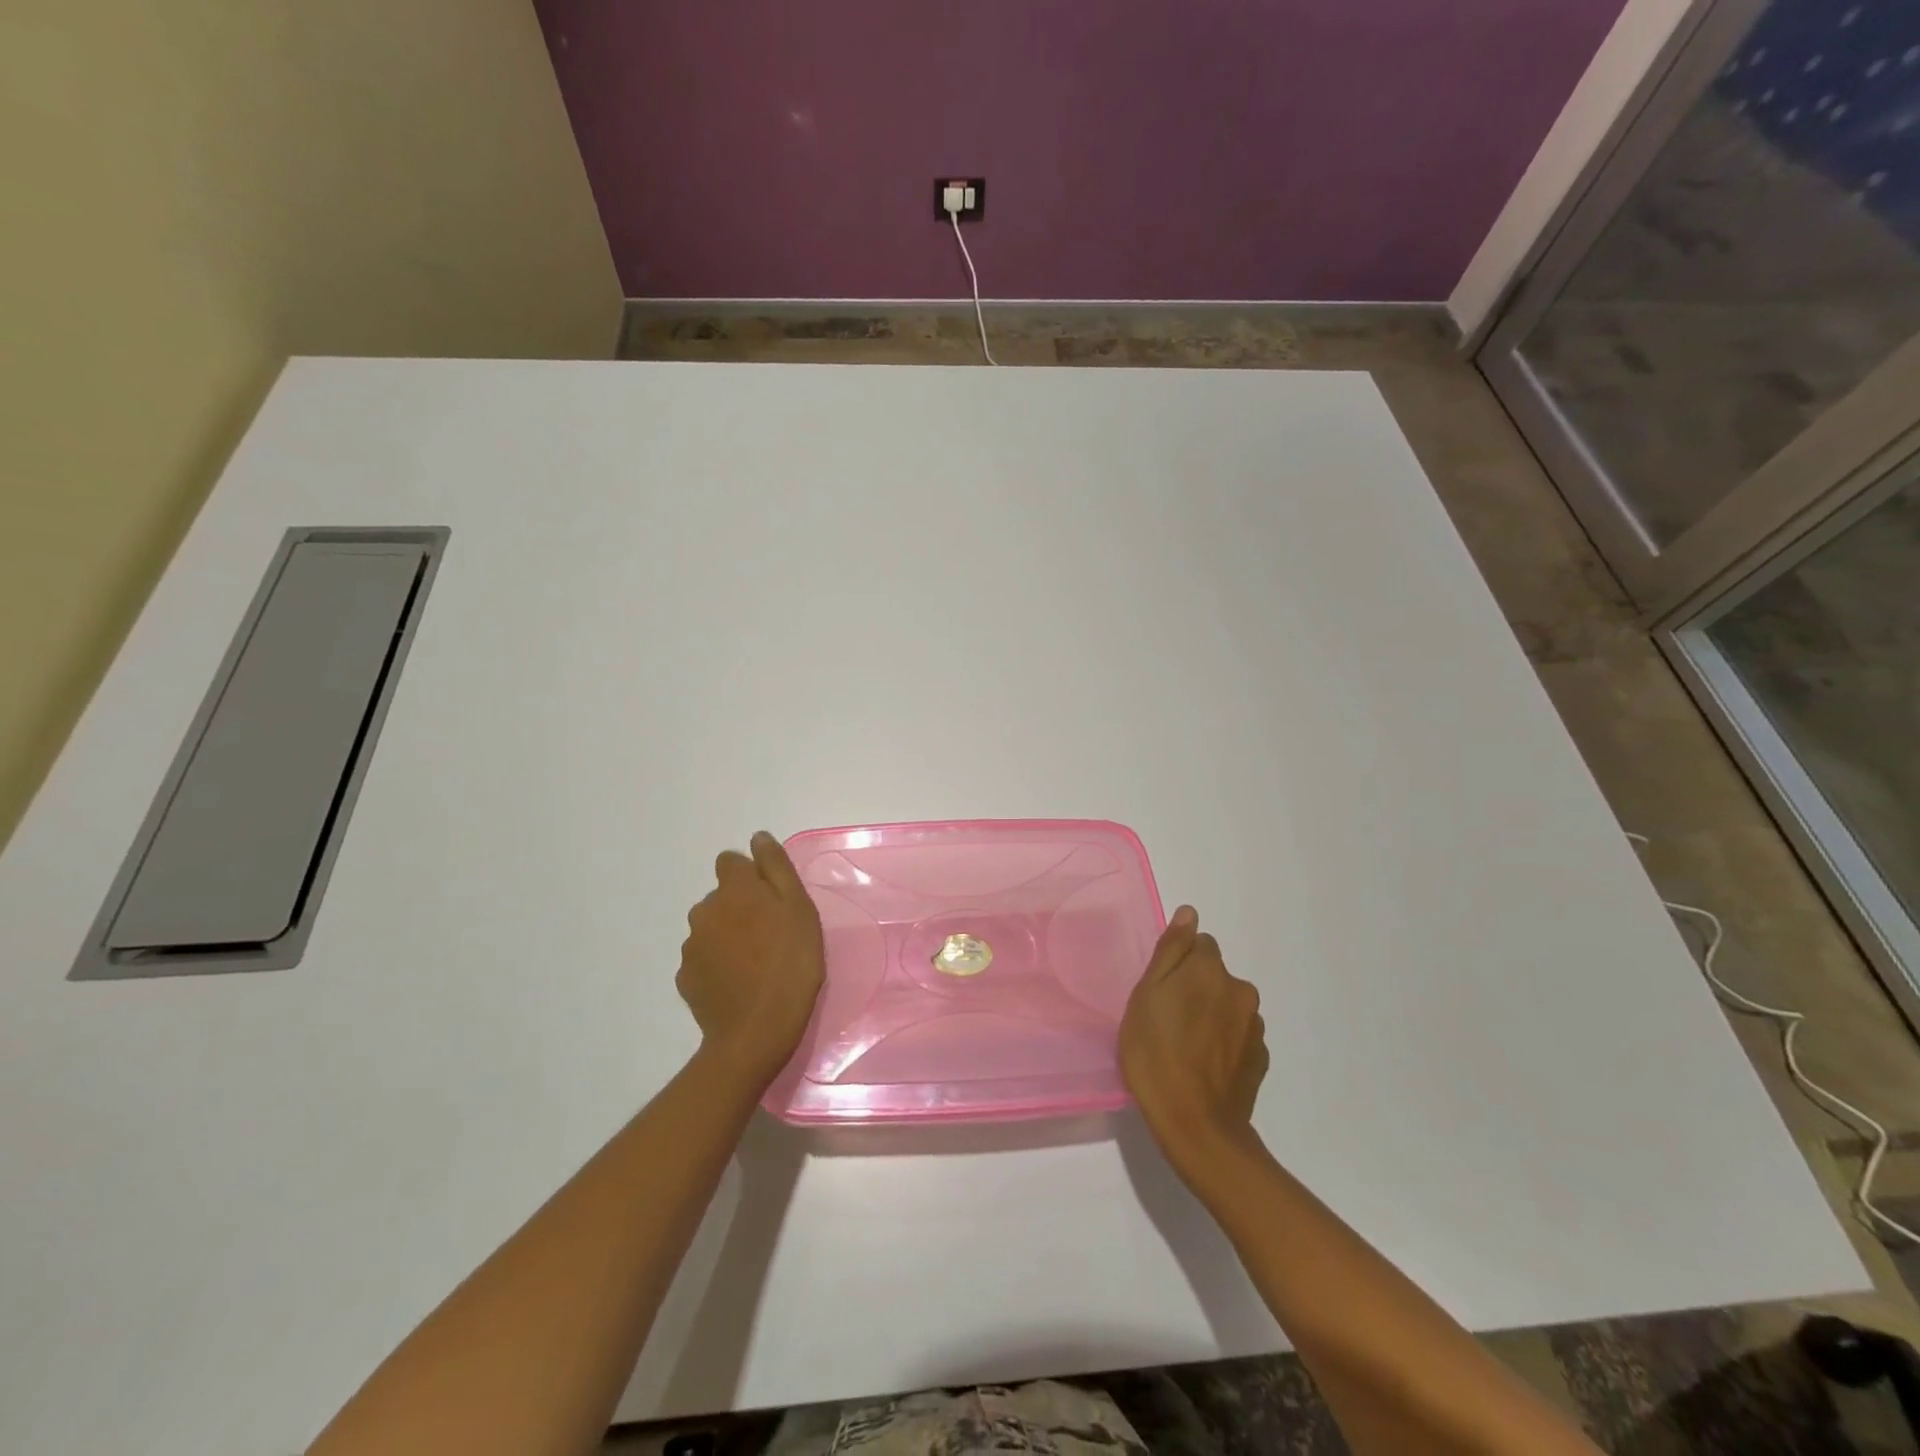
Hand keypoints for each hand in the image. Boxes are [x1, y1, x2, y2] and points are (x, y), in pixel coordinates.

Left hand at [677, 831, 825, 1086]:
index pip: (730, 861)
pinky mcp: (686, 977)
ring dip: (728, 935)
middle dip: (741, 906)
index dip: (751, 876)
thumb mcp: (799, 908)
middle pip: (721, 896)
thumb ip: (776, 867)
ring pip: (711, 927)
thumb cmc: (791, 963)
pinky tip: (739, 983)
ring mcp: (691, 945)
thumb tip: (758, 838)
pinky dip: (718, 964)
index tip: (772, 899)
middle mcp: (705, 909)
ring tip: (756, 962)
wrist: (757, 1031)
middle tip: (771, 934)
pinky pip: (703, 958)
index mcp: (734, 889)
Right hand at [1119, 906, 1268, 1174]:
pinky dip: (1223, 1042)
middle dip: (1195, 987)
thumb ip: (1170, 950)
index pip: (1199, 944)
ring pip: (1227, 1005)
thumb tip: (1189, 913)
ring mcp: (1255, 1026)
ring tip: (1184, 1047)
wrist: (1195, 1125)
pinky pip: (1237, 1035)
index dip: (1177, 964)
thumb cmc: (1155, 1053)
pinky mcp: (1260, 1058)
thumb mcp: (1146, 995)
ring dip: (1210, 1014)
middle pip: (1214, 974)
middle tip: (1166, 1020)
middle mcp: (1240, 990)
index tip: (1159, 991)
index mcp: (1210, 969)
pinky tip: (1203, 1065)